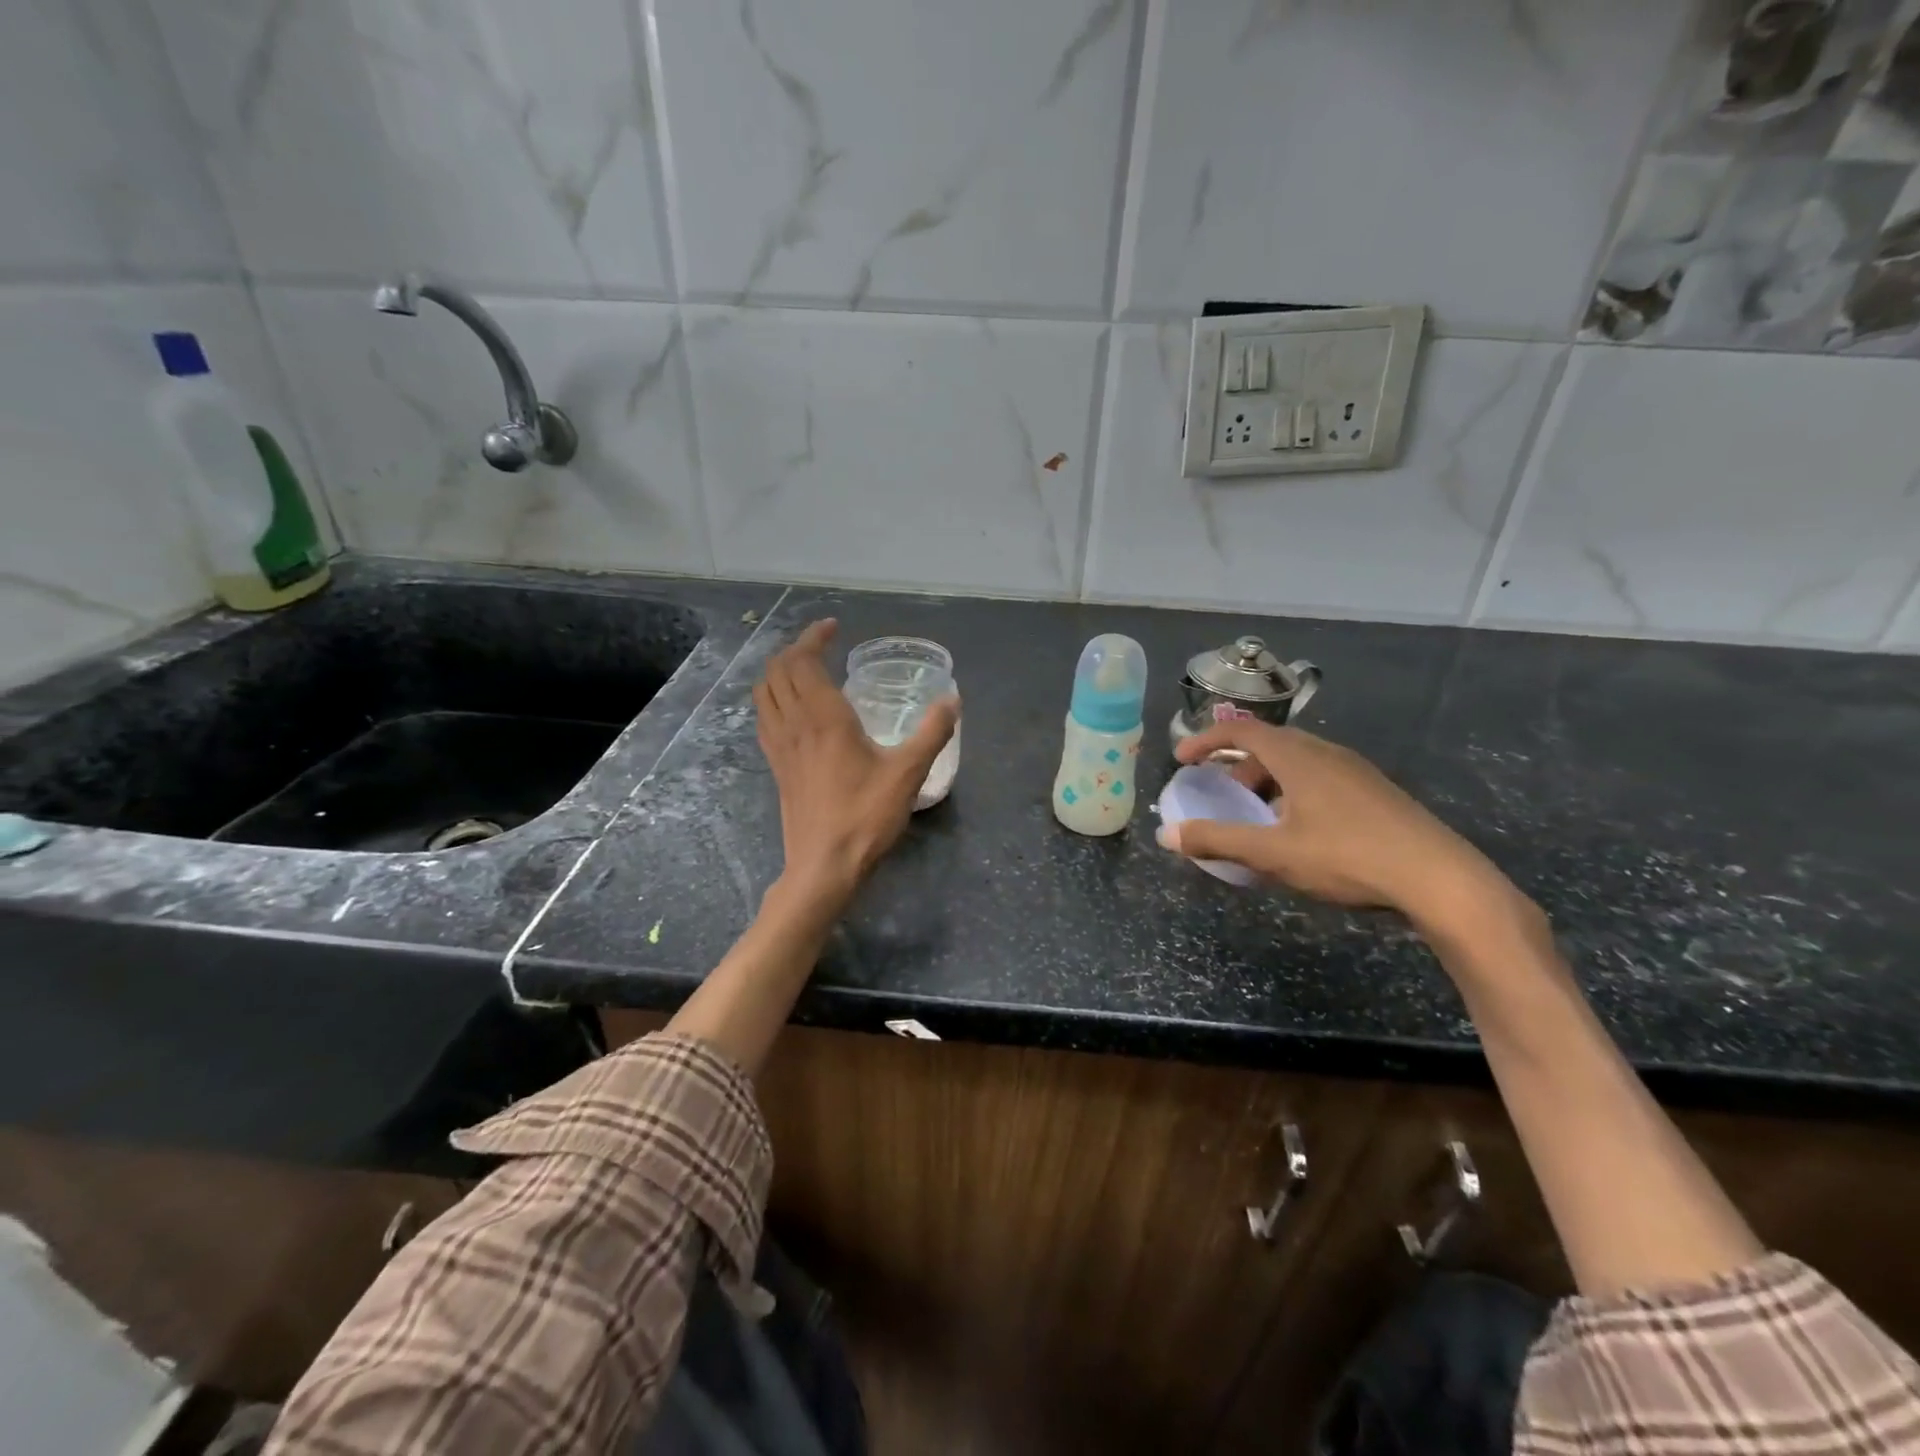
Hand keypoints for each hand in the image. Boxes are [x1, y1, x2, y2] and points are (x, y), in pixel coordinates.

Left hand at [753, 619, 958, 900]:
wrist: (823, 865)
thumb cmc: (866, 816)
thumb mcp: (909, 773)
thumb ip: (932, 733)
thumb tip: (953, 700)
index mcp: (824, 717)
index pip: (804, 660)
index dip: (814, 637)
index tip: (834, 628)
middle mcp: (794, 724)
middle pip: (778, 670)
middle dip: (796, 648)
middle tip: (823, 645)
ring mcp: (780, 746)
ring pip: (764, 692)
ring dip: (779, 671)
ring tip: (804, 669)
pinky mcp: (776, 767)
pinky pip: (764, 718)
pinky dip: (773, 698)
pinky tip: (793, 710)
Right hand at [1160, 722, 1513, 933]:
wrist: (1441, 880)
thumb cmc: (1348, 857)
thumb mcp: (1272, 854)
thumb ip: (1217, 841)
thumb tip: (1166, 835)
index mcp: (1298, 757)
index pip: (1241, 730)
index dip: (1205, 740)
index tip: (1181, 758)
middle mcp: (1326, 752)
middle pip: (1269, 744)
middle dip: (1236, 765)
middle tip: (1220, 794)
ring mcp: (1356, 770)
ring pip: (1297, 762)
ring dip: (1266, 780)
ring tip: (1258, 818)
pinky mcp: (1376, 791)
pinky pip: (1320, 777)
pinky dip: (1293, 791)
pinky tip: (1300, 830)